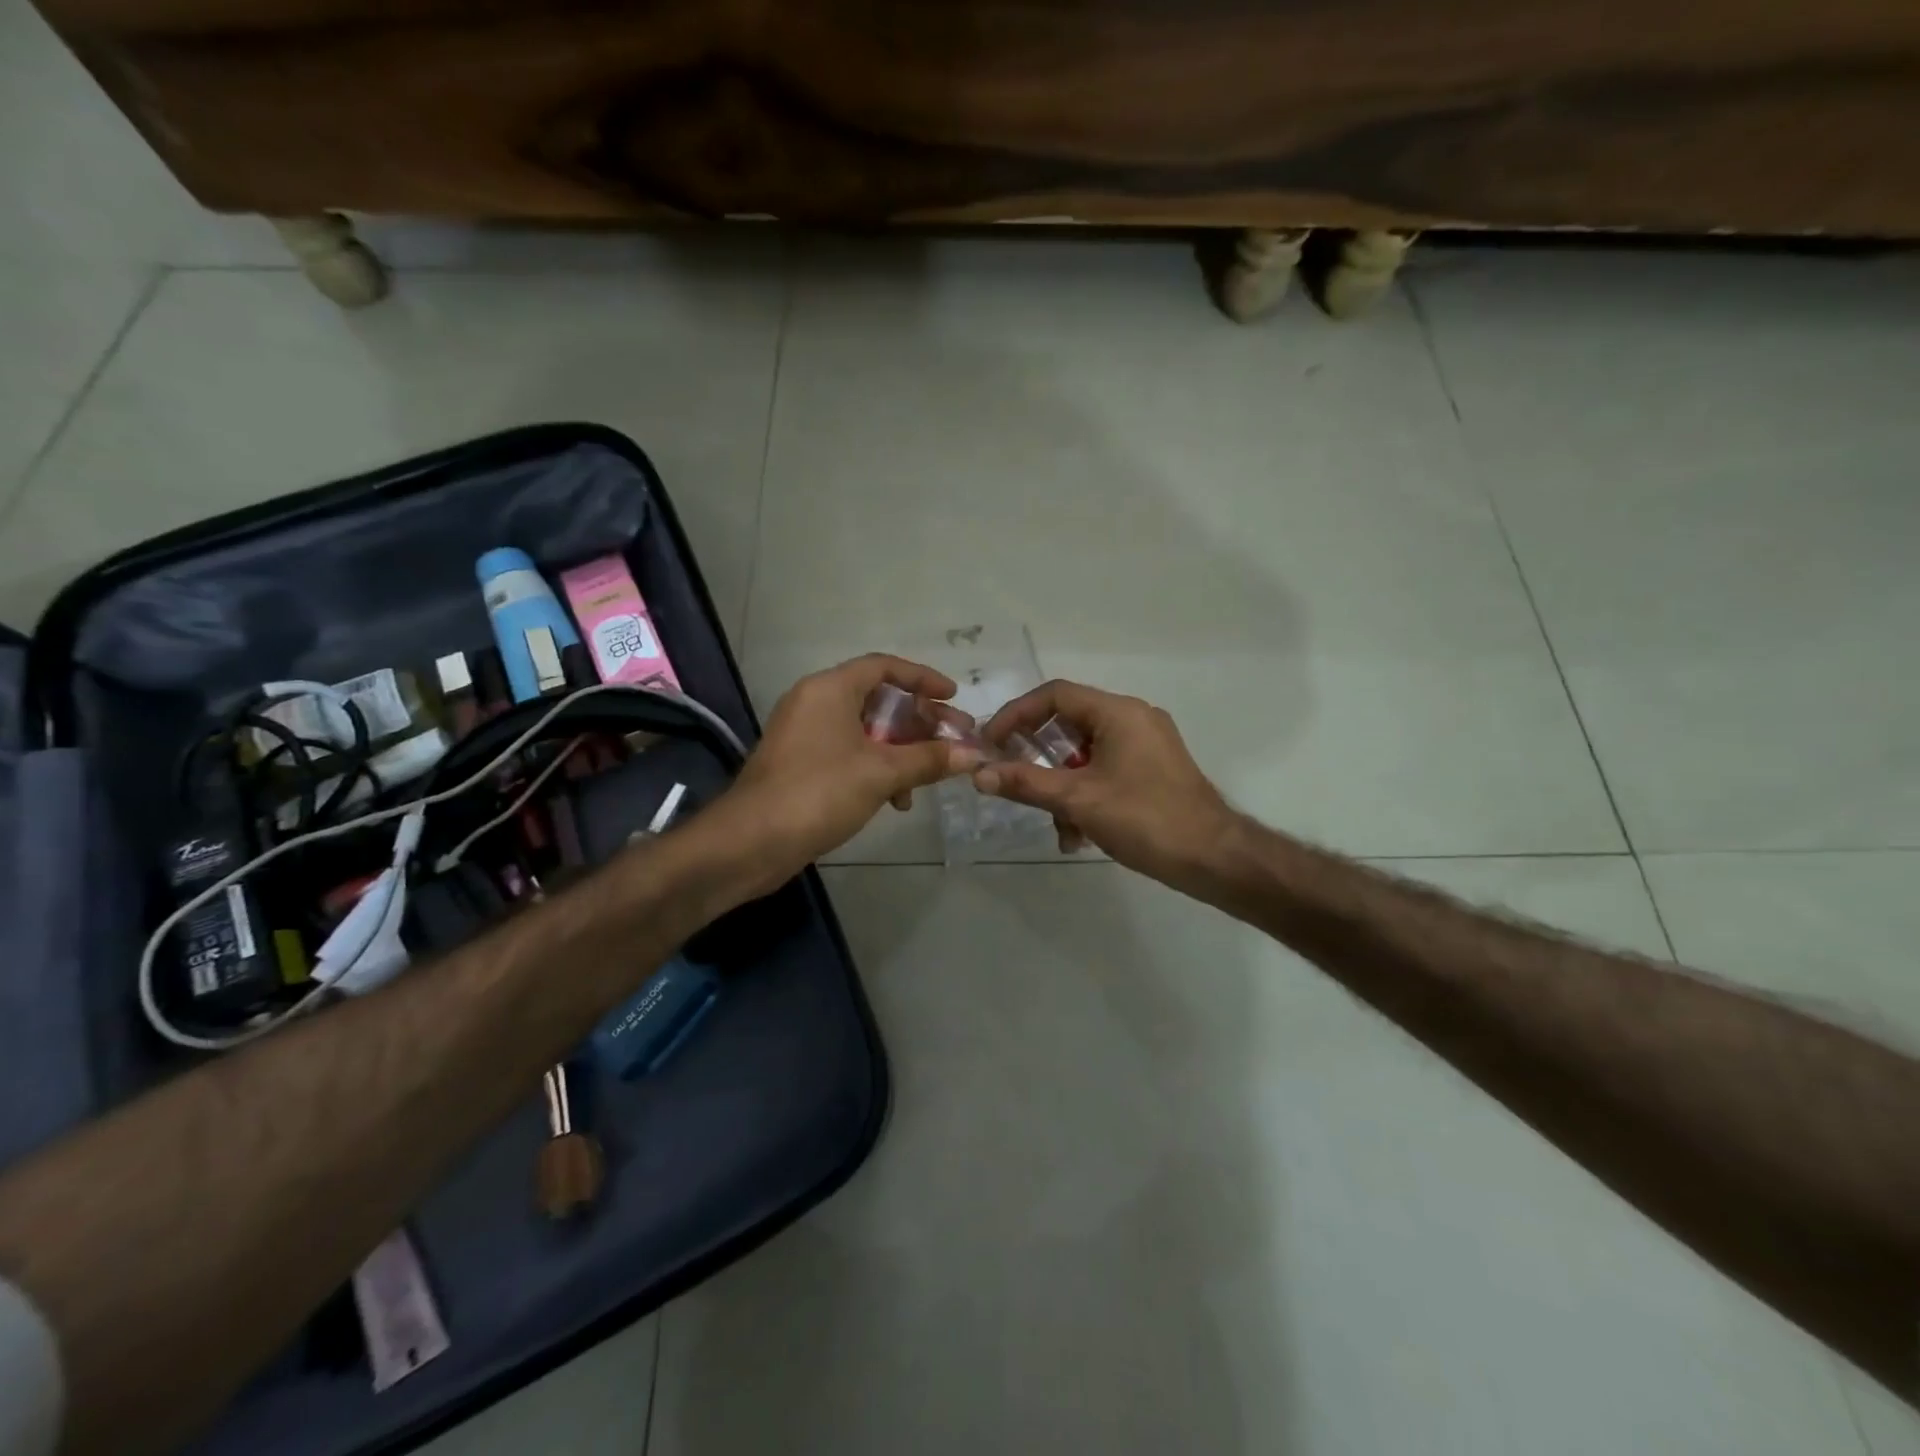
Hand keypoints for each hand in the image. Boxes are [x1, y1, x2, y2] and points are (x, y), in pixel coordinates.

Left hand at [713, 655, 980, 883]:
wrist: (751, 841)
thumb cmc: (819, 792)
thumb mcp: (882, 773)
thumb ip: (929, 759)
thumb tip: (973, 754)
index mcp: (830, 689)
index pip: (884, 667)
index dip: (923, 678)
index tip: (953, 696)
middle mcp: (815, 702)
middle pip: (878, 700)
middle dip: (920, 721)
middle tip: (955, 739)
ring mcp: (805, 734)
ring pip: (866, 731)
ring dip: (902, 750)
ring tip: (931, 775)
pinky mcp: (801, 765)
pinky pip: (849, 753)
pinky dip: (877, 768)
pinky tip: (897, 800)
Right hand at [975, 681, 1236, 890]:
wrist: (1214, 858)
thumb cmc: (1146, 819)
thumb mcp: (1078, 800)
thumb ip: (1026, 783)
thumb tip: (979, 773)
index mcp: (1118, 712)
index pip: (1054, 695)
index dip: (1015, 715)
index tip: (991, 743)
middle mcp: (1133, 719)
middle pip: (1068, 724)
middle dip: (1038, 759)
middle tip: (1013, 781)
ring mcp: (1146, 745)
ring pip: (1084, 755)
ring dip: (1061, 788)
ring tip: (1057, 827)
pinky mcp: (1152, 771)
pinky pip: (1104, 771)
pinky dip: (1085, 796)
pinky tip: (1079, 836)